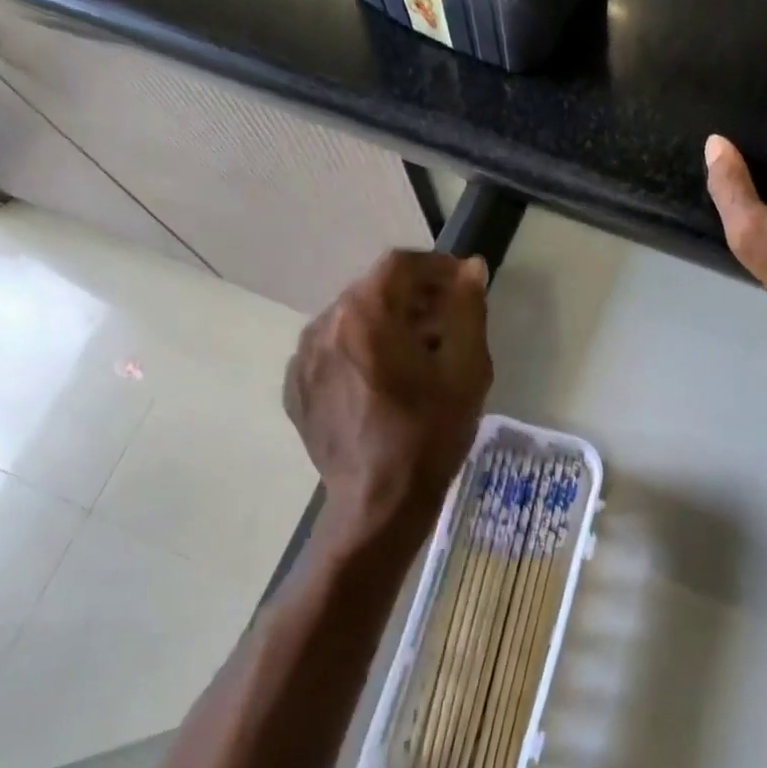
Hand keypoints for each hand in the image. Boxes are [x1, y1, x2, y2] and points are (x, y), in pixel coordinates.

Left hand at [284, 250, 492, 531]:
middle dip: (414, 297)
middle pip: (373, 290)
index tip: (463, 286)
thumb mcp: (466, 369)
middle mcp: (324, 324)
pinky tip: (383, 383)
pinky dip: (360, 352)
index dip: (436, 267)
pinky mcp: (296, 387)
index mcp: (364, 313)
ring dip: (386, 324)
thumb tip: (470, 268)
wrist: (378, 503)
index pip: (400, 264)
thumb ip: (467, 309)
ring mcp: (302, 357)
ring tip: (417, 357)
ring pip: (350, 320)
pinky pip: (332, 351)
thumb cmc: (429, 434)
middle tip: (447, 324)